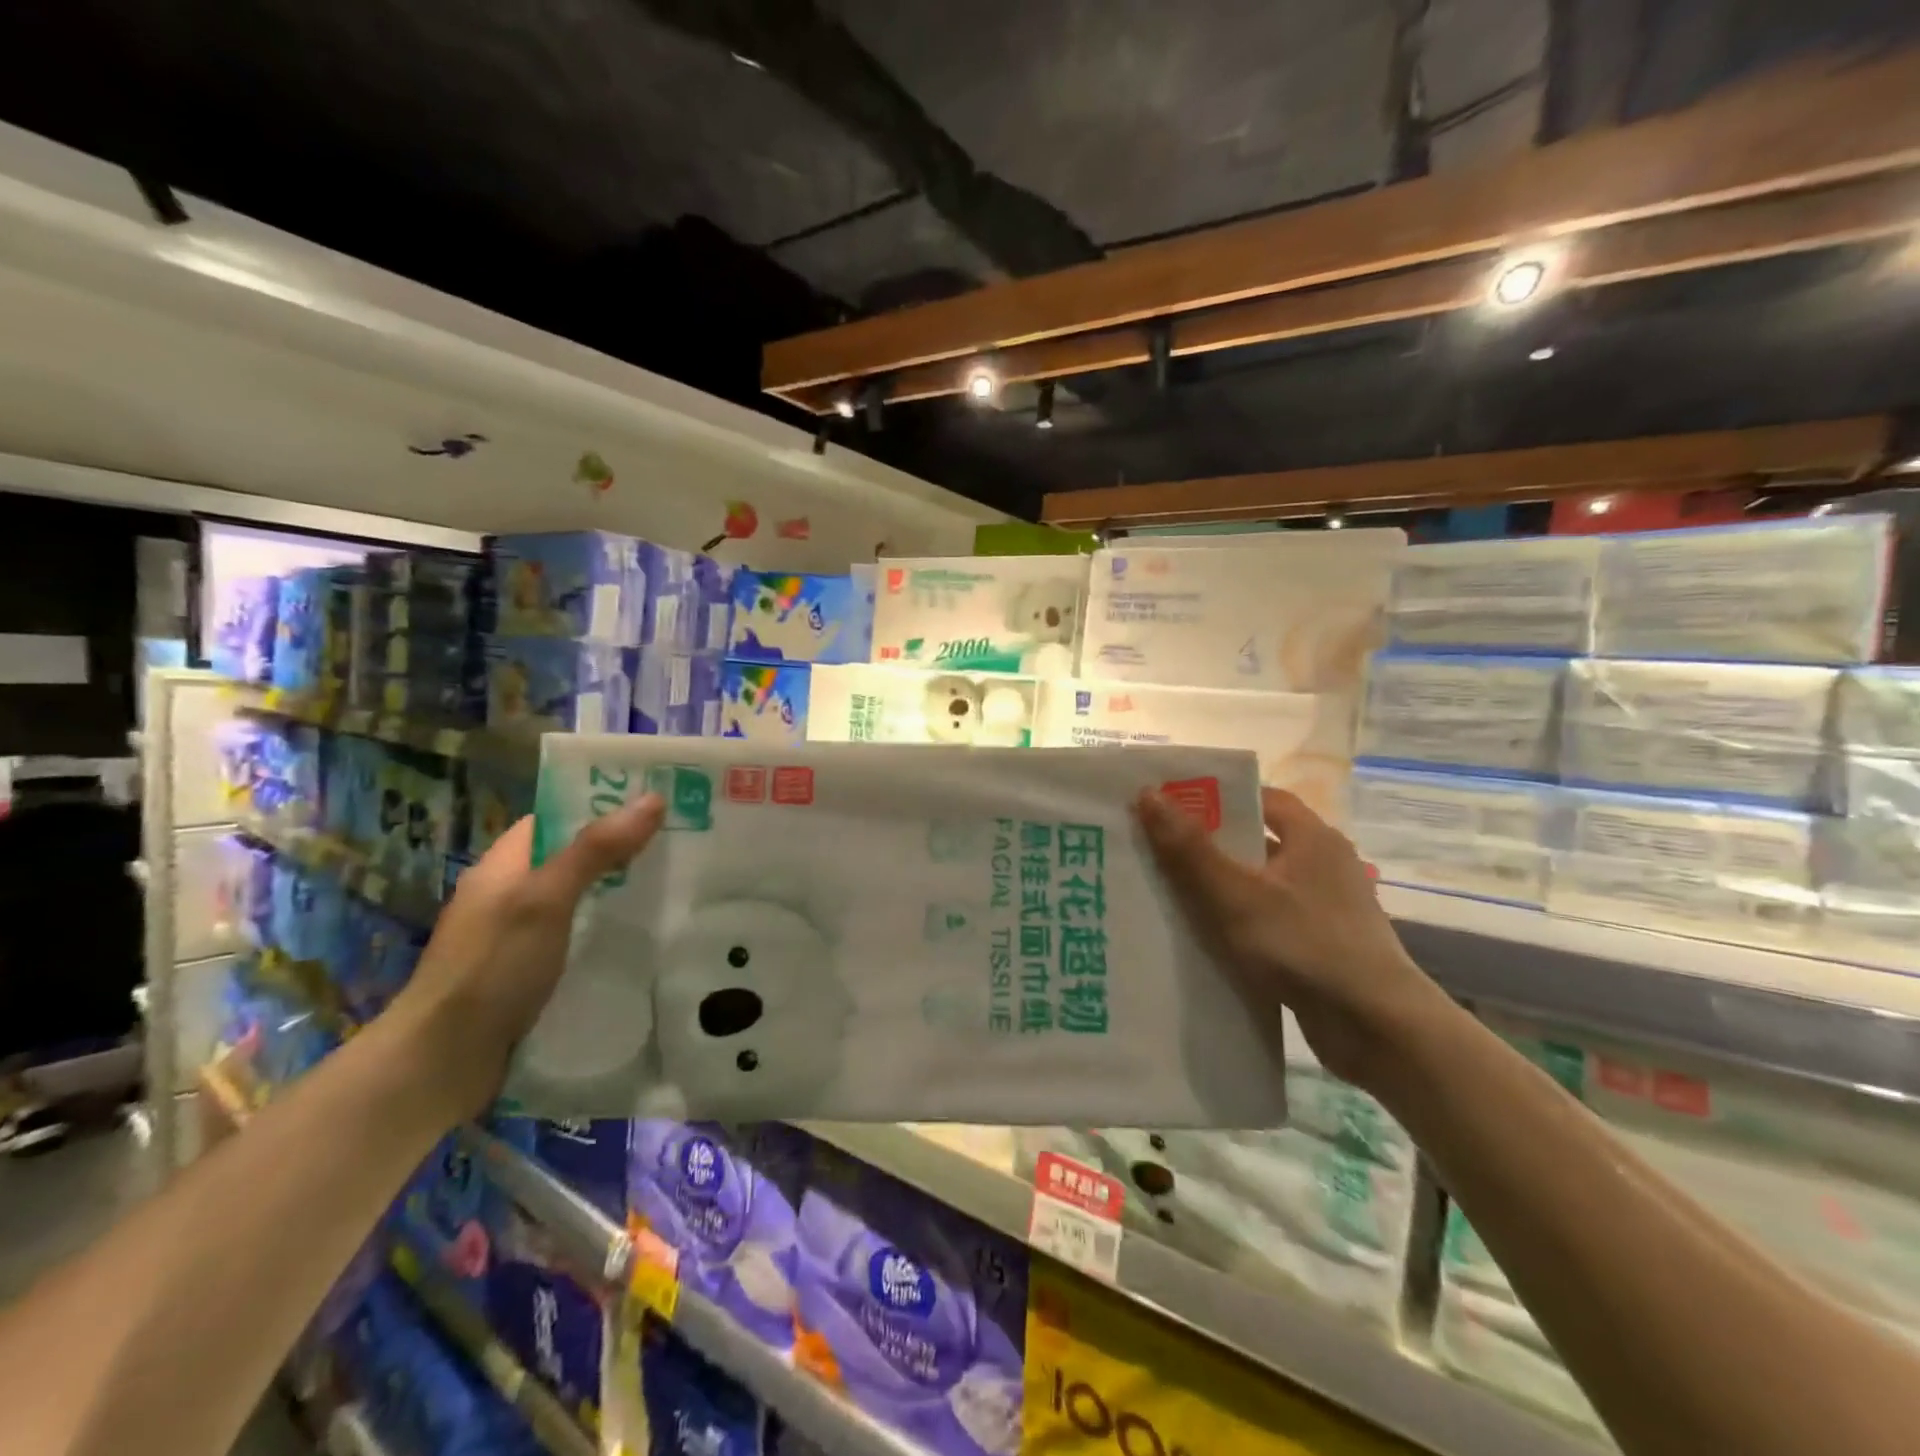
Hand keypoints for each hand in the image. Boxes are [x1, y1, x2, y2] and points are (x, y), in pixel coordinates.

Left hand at [387, 795, 664, 1119]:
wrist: (442, 1063)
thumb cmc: (492, 967)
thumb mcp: (547, 899)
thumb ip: (597, 849)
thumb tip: (652, 797)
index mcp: (504, 865)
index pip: (555, 818)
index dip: (601, 806)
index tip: (656, 804)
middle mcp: (509, 895)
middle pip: (571, 859)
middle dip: (621, 851)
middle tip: (681, 845)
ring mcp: (516, 938)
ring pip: (578, 901)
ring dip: (617, 894)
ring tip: (677, 888)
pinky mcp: (528, 974)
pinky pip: (576, 938)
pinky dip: (606, 932)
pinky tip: (643, 940)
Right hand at [1135, 786, 1446, 1090]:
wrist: (1378, 1029)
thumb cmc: (1305, 945)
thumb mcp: (1236, 894)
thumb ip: (1191, 849)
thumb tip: (1148, 794)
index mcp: (1313, 838)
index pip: (1262, 798)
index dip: (1217, 798)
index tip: (1173, 807)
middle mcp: (1326, 864)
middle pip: (1259, 841)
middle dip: (1211, 845)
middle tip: (1159, 849)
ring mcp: (1329, 907)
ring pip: (1263, 884)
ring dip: (1224, 888)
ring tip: (1171, 894)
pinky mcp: (1326, 945)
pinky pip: (1272, 920)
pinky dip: (1242, 923)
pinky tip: (1208, 939)